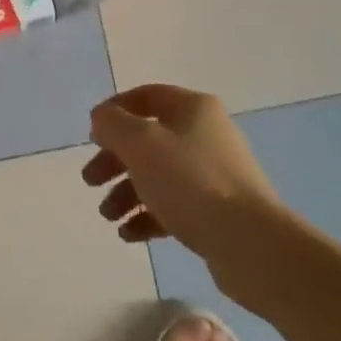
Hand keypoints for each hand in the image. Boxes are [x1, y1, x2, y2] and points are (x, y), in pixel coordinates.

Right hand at [84, 83, 297, 309]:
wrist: (250, 244)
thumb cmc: (190, 182)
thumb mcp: (140, 143)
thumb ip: (112, 124)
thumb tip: (103, 119)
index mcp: (193, 109)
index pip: (146, 96)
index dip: (114, 111)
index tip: (91, 135)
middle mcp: (206, 135)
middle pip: (148, 140)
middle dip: (114, 159)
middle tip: (90, 180)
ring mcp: (214, 175)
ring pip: (158, 175)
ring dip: (126, 192)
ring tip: (108, 216)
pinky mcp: (217, 212)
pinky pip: (173, 206)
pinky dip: (147, 216)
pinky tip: (129, 234)